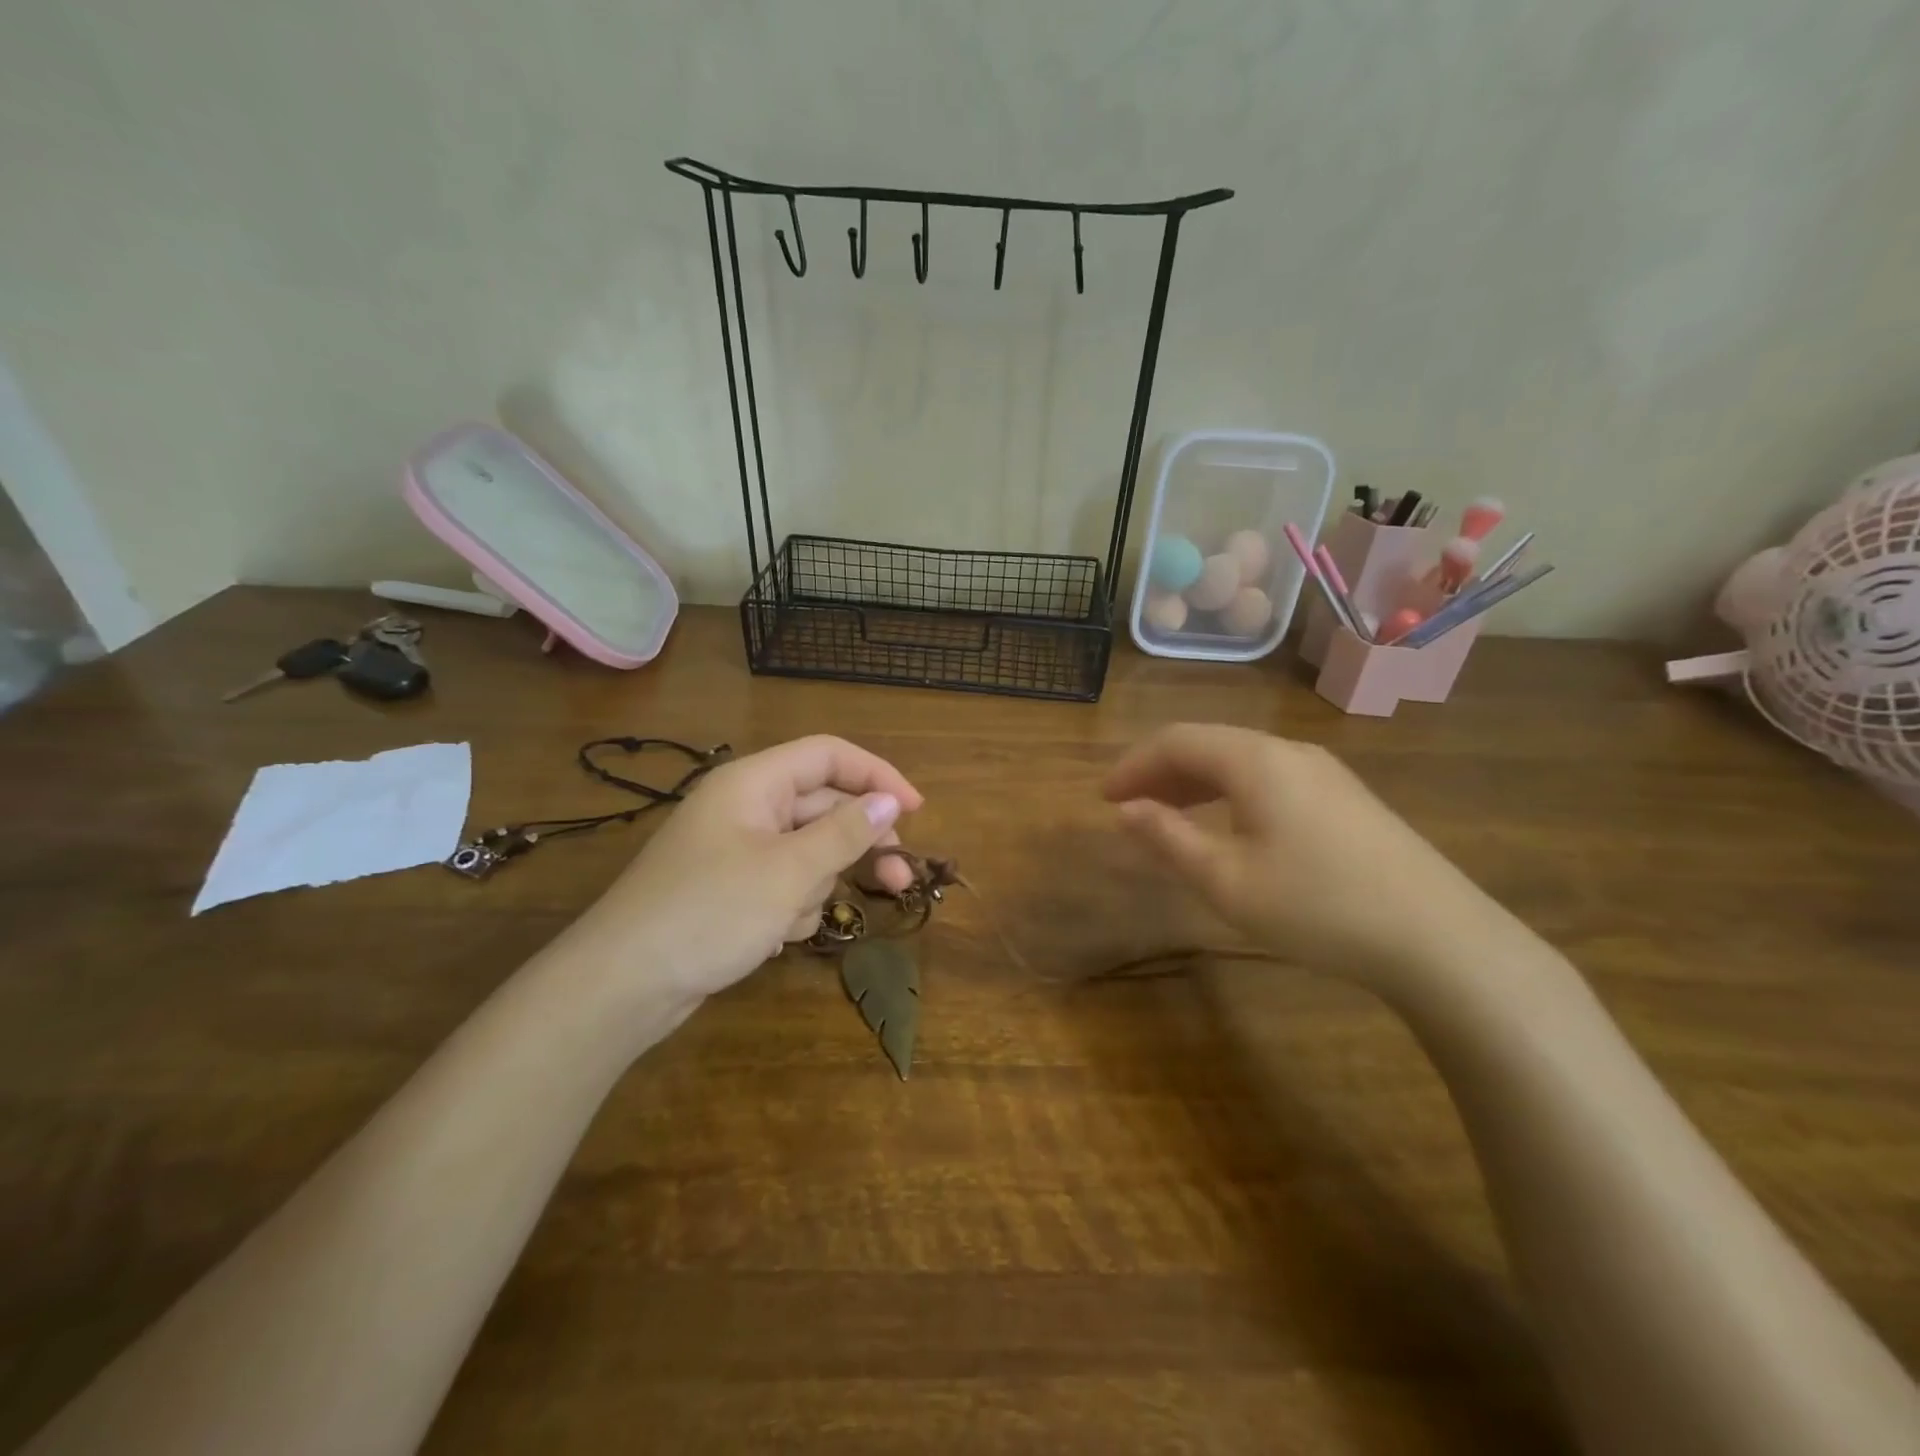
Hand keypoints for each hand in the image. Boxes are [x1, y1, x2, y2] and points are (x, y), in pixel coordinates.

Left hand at [571, 736, 923, 1003]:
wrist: (622, 986)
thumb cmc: (709, 913)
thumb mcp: (789, 871)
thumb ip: (845, 832)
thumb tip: (889, 801)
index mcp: (754, 783)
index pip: (829, 755)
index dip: (877, 775)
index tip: (916, 810)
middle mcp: (746, 808)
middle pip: (823, 808)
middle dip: (857, 845)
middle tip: (898, 882)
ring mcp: (736, 850)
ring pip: (807, 852)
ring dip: (815, 885)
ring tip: (790, 919)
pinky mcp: (731, 890)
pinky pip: (783, 884)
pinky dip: (790, 907)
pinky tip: (773, 937)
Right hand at [1104, 724, 1503, 991]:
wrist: (1439, 938)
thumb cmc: (1317, 905)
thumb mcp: (1227, 880)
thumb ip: (1169, 838)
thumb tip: (1125, 810)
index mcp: (1255, 759)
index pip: (1176, 740)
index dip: (1134, 765)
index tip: (1104, 798)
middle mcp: (1289, 751)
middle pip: (1209, 744)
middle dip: (1161, 771)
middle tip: (1129, 806)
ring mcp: (1325, 772)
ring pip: (1241, 761)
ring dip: (1196, 782)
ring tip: (1169, 815)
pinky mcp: (1346, 798)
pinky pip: (1270, 778)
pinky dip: (1231, 793)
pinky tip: (1229, 825)